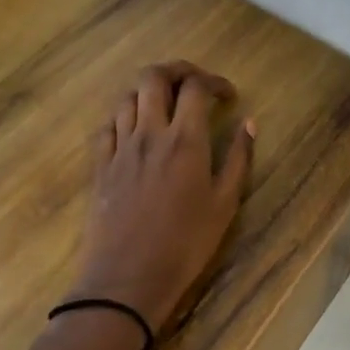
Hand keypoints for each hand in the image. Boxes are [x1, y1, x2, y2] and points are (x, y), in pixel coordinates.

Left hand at [67, 62, 254, 337]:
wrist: (126, 279)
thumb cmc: (185, 245)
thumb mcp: (225, 204)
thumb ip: (238, 159)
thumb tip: (249, 123)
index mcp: (185, 140)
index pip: (196, 87)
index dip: (215, 82)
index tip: (228, 96)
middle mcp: (149, 133)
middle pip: (154, 77)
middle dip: (177, 70)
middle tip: (195, 83)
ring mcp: (119, 147)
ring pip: (127, 96)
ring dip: (149, 90)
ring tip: (166, 104)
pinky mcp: (99, 165)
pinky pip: (107, 124)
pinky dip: (124, 114)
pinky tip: (135, 127)